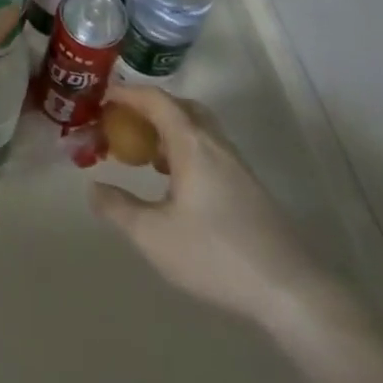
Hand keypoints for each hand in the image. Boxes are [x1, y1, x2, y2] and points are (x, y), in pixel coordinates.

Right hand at [90, 87, 328, 327]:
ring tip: (146, 154)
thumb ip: (119, 209)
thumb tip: (93, 188)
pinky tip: (177, 183)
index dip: (127, 93)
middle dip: (149, 108)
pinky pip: (208, 148)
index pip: (156, 99)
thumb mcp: (154, 236)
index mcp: (191, 142)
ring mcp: (235, 163)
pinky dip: (186, 149)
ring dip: (169, 130)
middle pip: (180, 107)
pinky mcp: (247, 185)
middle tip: (125, 123)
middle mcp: (214, 142)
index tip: (103, 98)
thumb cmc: (215, 255)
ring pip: (197, 128)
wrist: (289, 289)